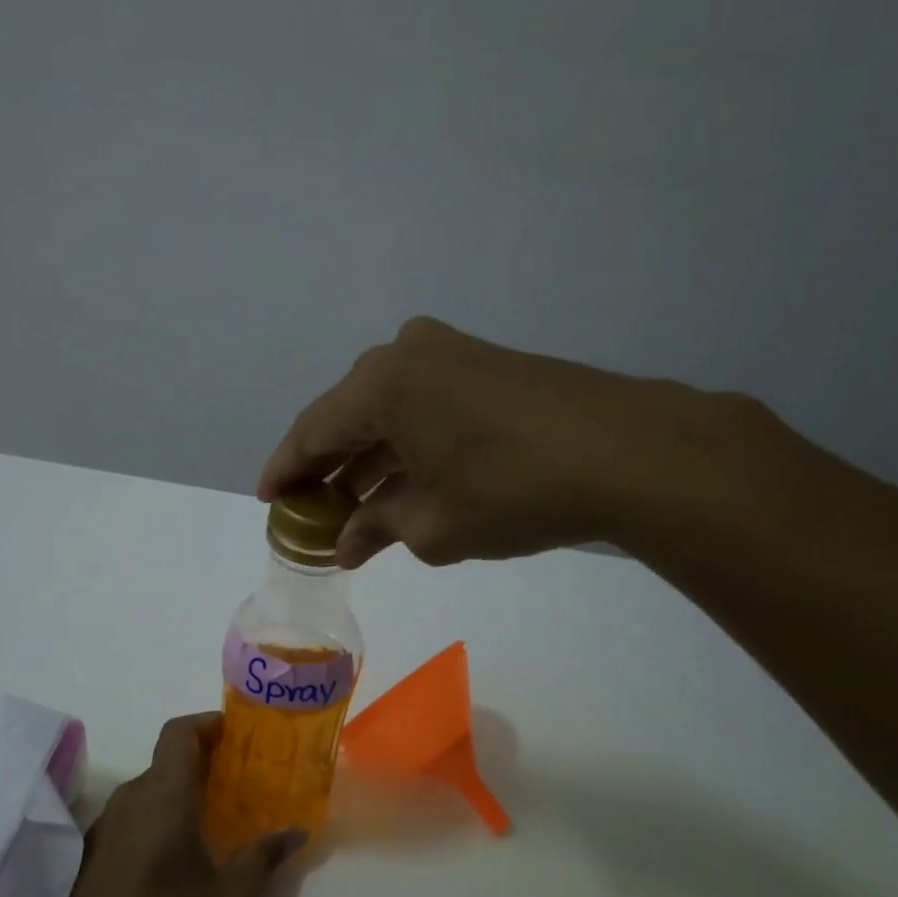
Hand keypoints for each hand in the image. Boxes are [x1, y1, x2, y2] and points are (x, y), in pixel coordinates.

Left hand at [44, 713, 303, 896]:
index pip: (179, 731)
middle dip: (204, 757)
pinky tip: (178, 845)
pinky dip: (160, 808)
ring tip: (215, 810)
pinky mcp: (95, 844)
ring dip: (181, 785)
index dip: (206, 722)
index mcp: (165, 794)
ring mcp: (109, 819)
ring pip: (151, 783)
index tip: (235, 732)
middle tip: (239, 775)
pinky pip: (135, 808)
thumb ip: (263, 857)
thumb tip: (296, 830)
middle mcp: (133, 794)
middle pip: (167, 756)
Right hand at [259, 317, 754, 567]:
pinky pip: (423, 405)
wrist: (628, 453)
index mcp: (380, 386)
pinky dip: (406, 444)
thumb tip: (345, 544)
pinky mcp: (486, 363)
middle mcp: (405, 354)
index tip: (269, 501)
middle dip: (328, 468)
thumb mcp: (433, 526)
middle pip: (347, 417)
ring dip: (368, 459)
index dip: (285, 470)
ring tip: (354, 509)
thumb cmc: (513, 492)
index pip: (311, 431)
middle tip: (312, 512)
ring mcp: (451, 352)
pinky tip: (403, 482)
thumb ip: (377, 528)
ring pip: (387, 411)